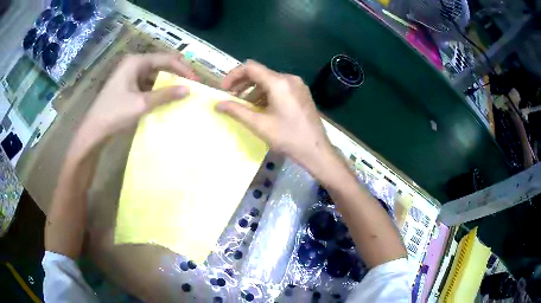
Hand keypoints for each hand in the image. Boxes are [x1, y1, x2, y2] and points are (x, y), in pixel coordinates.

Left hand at [83, 53, 198, 141]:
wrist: (94, 130)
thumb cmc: (115, 113)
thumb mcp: (142, 103)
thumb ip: (166, 95)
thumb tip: (189, 89)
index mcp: (136, 61)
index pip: (166, 59)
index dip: (182, 69)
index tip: (196, 81)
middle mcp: (133, 64)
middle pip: (160, 64)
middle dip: (176, 73)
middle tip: (190, 84)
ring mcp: (129, 75)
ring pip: (154, 74)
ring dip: (167, 82)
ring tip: (180, 91)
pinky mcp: (127, 86)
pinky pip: (146, 83)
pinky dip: (157, 89)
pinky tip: (164, 97)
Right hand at [218, 60, 332, 172]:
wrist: (316, 150)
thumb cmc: (288, 137)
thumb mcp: (259, 124)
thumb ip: (236, 111)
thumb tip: (217, 104)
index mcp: (279, 82)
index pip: (250, 67)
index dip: (233, 75)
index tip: (224, 89)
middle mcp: (289, 78)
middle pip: (260, 73)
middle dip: (242, 83)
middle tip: (230, 97)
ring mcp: (297, 85)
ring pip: (269, 81)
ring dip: (254, 90)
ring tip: (244, 105)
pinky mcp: (301, 93)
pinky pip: (279, 87)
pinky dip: (266, 94)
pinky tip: (261, 107)